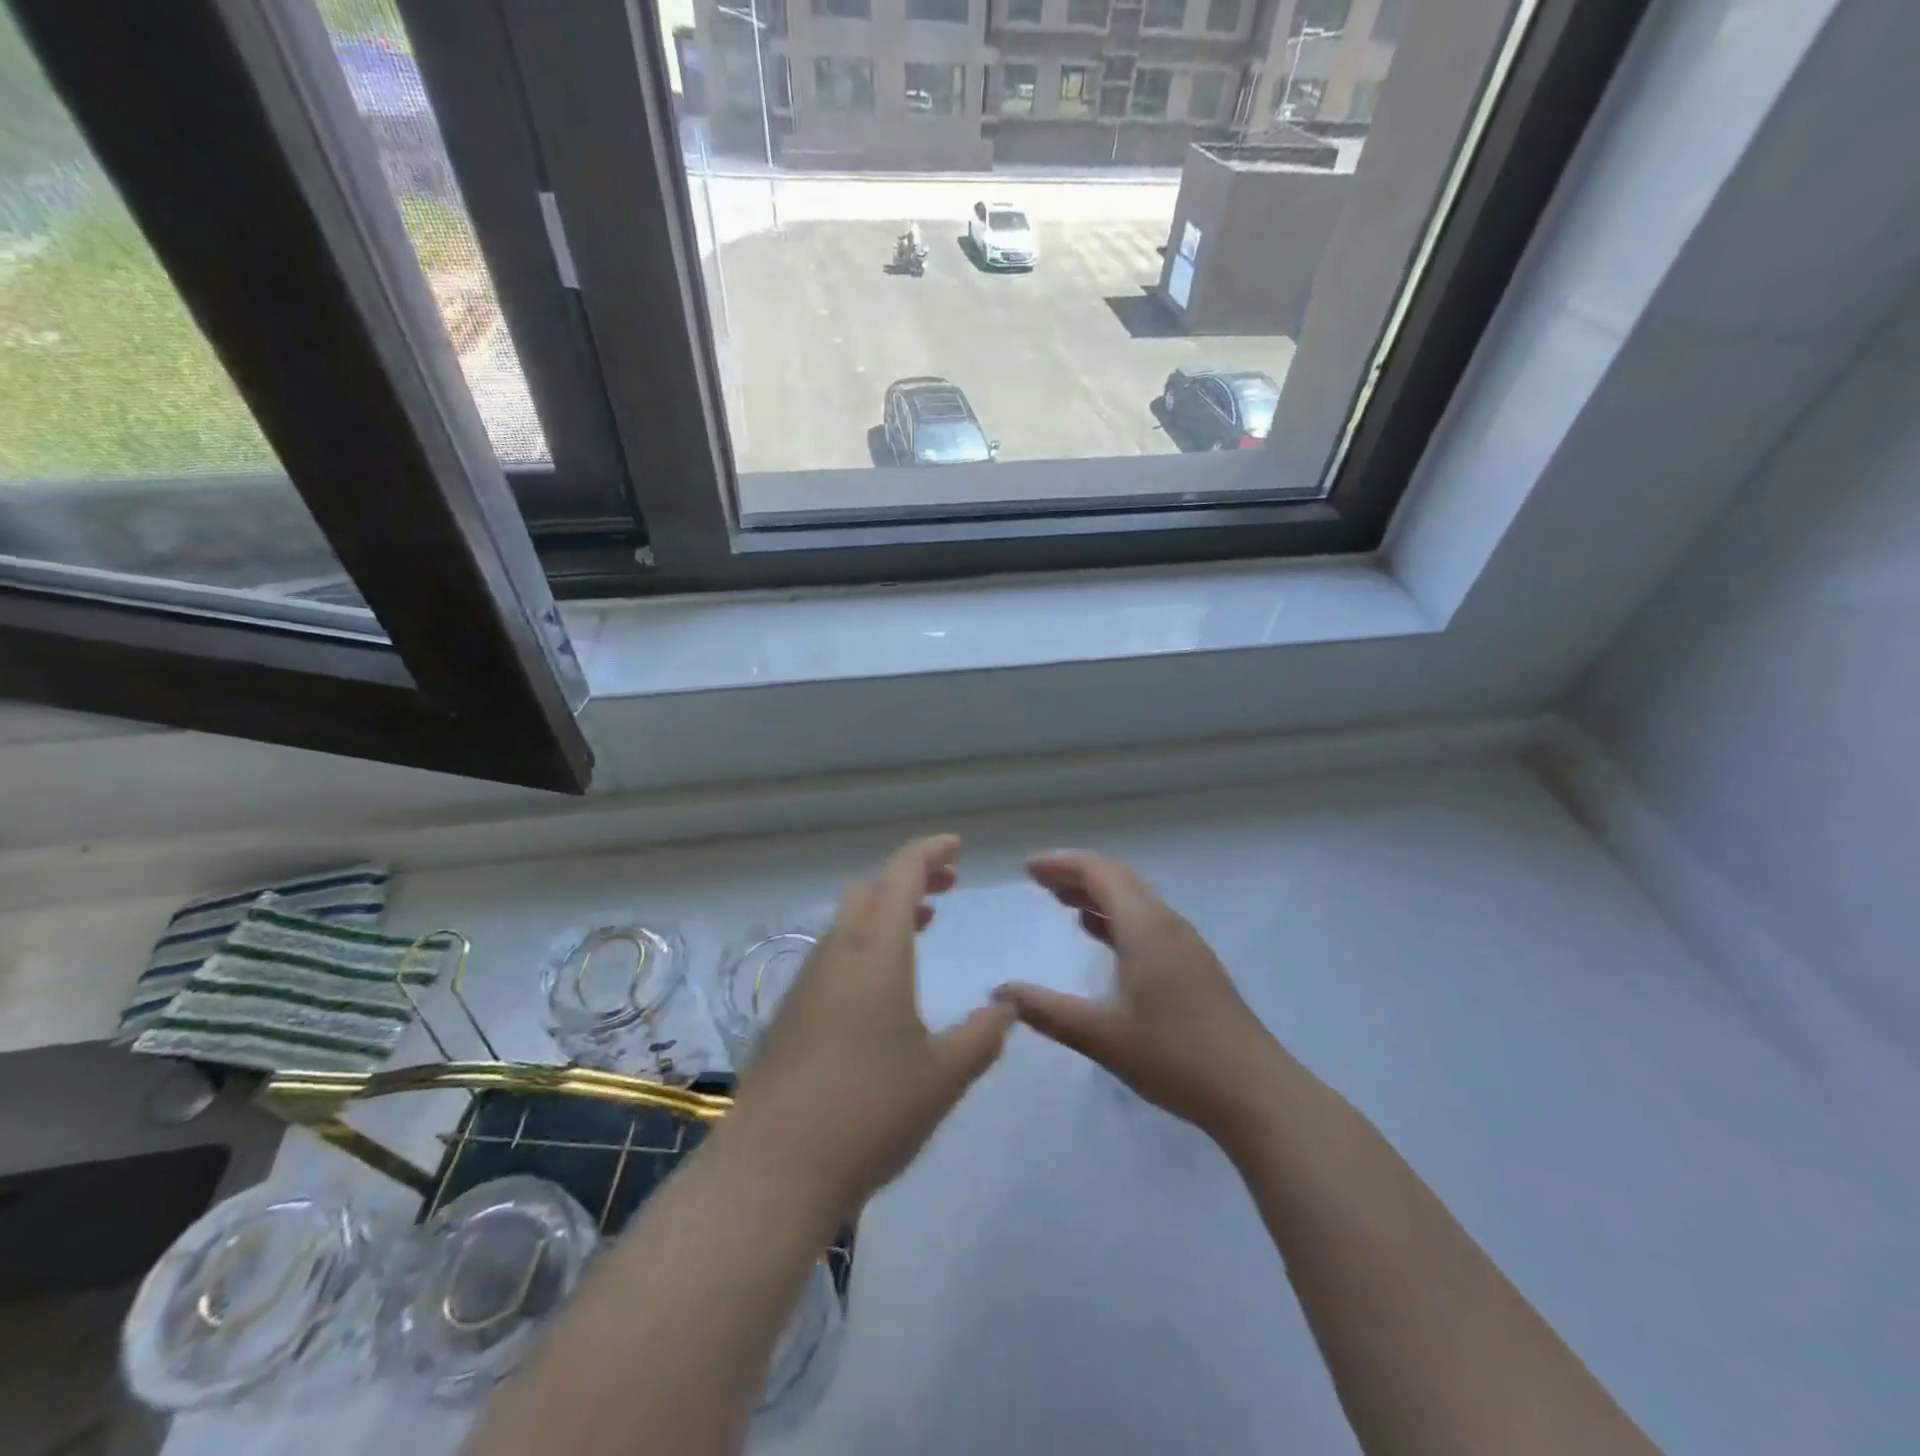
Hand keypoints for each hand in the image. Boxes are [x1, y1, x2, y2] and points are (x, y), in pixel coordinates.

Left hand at [722, 835, 1013, 1222]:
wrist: (772, 1170)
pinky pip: (835, 954)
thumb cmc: (869, 1112)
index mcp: (876, 951)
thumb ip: (983, 1035)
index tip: (956, 846)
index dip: (930, 852)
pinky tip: (884, 984)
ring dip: (886, 911)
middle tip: (947, 884)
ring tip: (923, 924)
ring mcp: (807, 982)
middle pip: (871, 890)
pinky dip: (867, 943)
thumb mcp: (944, 1076)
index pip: (901, 874)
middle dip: (910, 877)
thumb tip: (1007, 1007)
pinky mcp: (790, 1013)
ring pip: (849, 921)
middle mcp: (837, 953)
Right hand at [994, 850, 1279, 1143]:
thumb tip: (1000, 992)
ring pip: (1135, 899)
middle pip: (1118, 877)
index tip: (1027, 869)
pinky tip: (1101, 936)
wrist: (1253, 1091)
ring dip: (1098, 893)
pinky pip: (1146, 920)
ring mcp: (1184, 943)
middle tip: (1039, 881)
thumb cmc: (1174, 1057)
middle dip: (1076, 874)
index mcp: (1144, 926)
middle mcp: (1166, 923)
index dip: (1061, 864)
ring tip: (1062, 902)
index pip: (1099, 872)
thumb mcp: (1101, 1036)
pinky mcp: (1193, 964)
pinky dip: (1116, 916)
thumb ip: (1047, 1011)